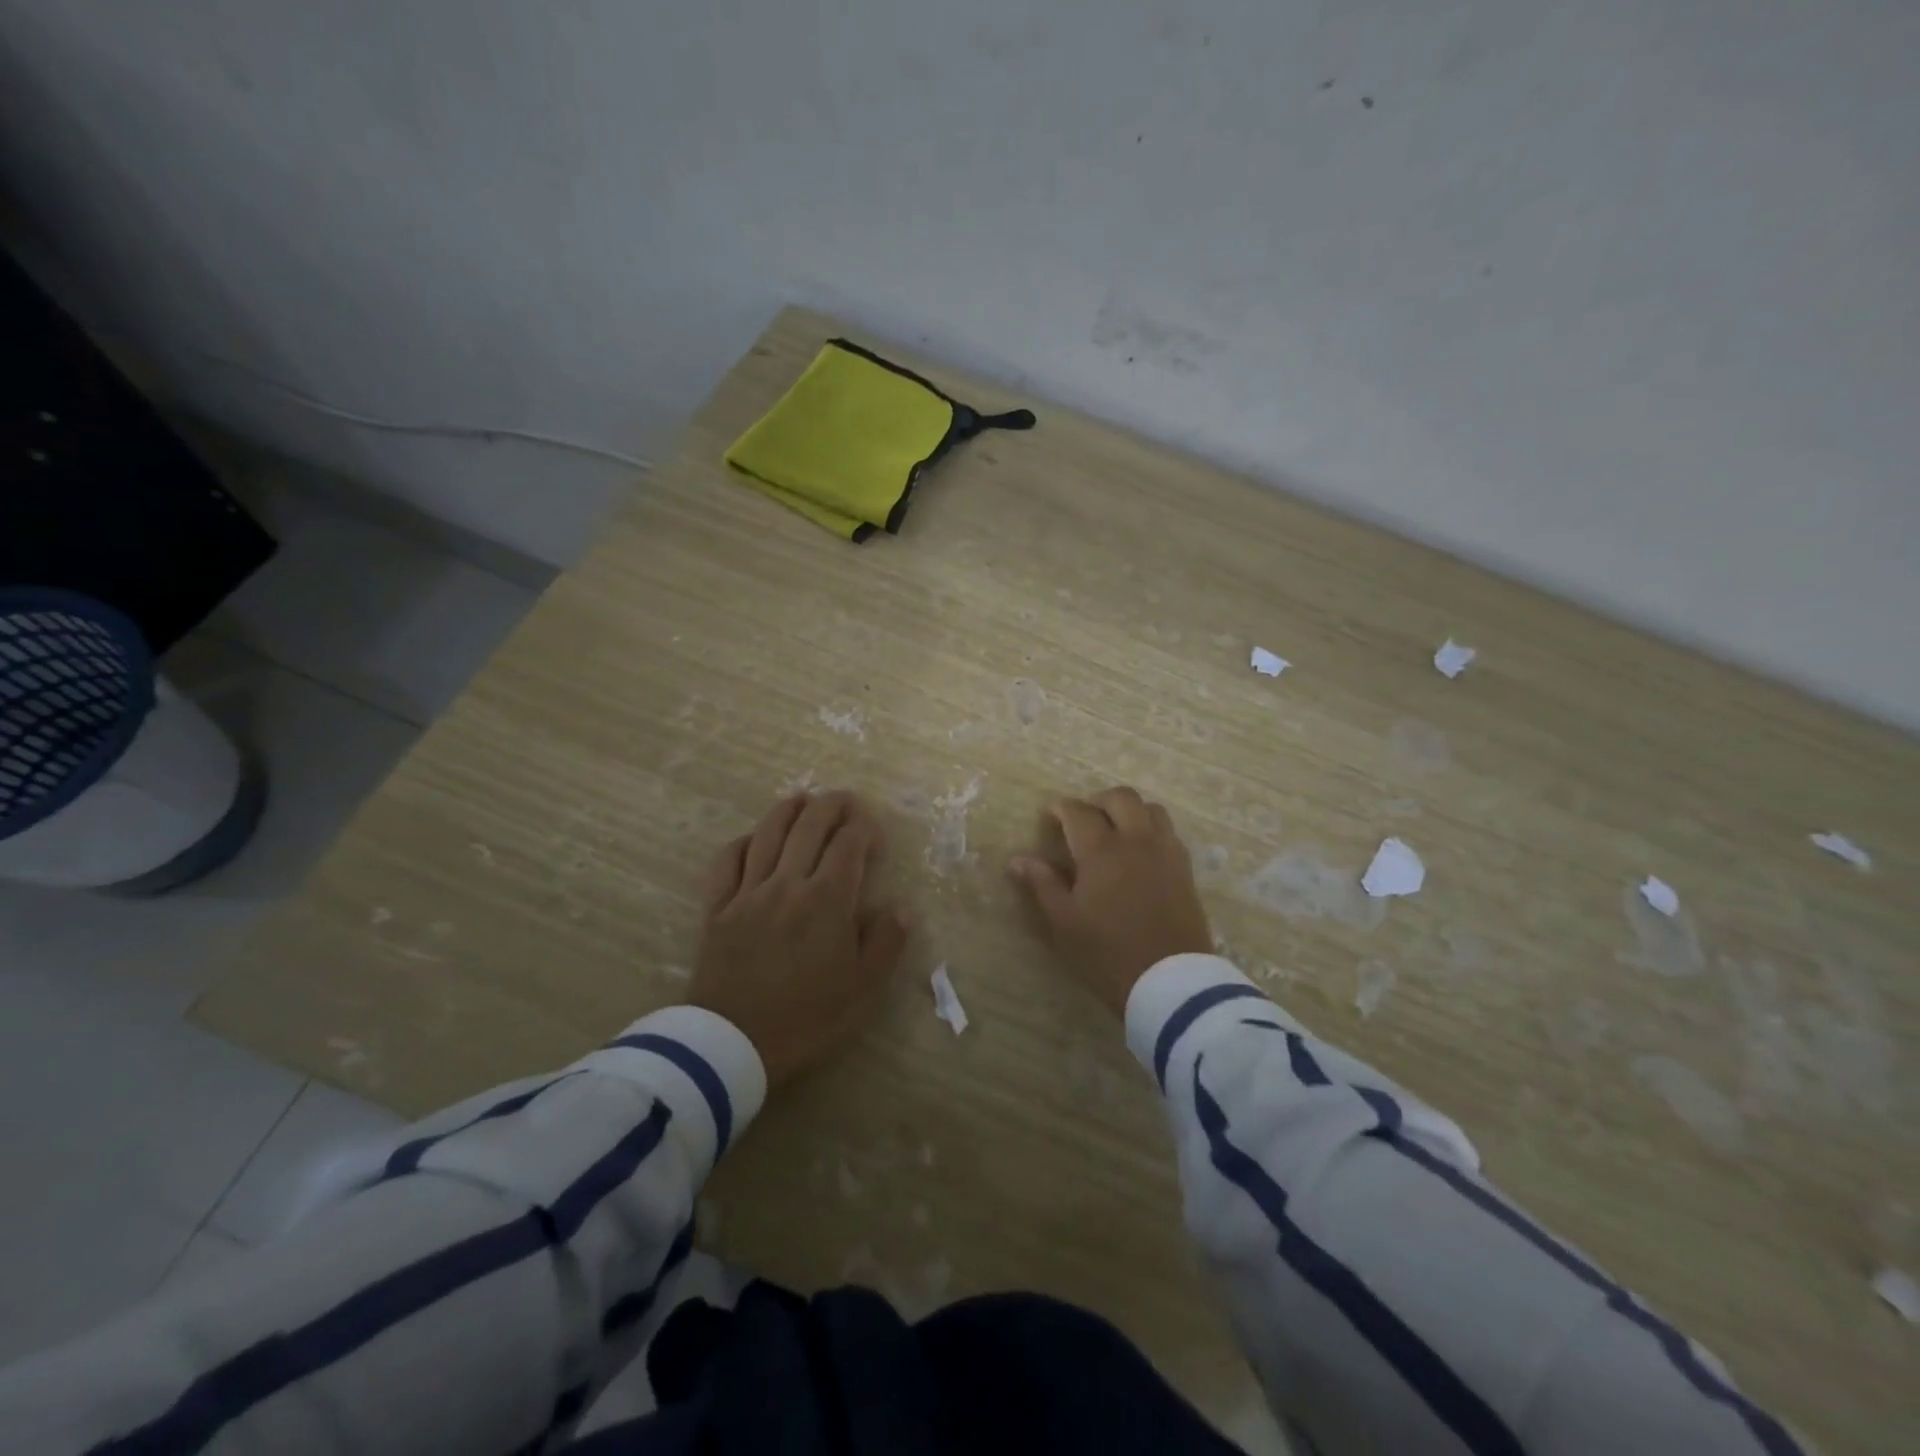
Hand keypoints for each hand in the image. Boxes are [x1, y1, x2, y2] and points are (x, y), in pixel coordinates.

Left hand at [690, 791, 909, 1088]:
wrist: (732, 1045)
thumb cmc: (807, 1018)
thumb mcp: (863, 989)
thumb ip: (886, 941)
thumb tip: (898, 906)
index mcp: (827, 899)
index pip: (849, 843)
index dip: (865, 828)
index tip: (875, 834)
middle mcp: (788, 882)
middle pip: (809, 825)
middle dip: (832, 804)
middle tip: (845, 800)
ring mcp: (748, 892)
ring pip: (768, 833)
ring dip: (788, 809)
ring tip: (802, 799)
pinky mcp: (718, 908)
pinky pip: (727, 861)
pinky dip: (742, 841)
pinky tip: (752, 839)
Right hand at [1008, 787, 1212, 1016]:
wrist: (1170, 982)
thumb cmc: (1108, 953)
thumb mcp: (1065, 922)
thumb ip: (1042, 885)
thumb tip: (1017, 860)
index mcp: (1101, 850)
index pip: (1078, 811)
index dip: (1060, 808)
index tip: (1049, 816)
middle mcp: (1136, 840)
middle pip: (1120, 798)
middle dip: (1097, 801)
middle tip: (1081, 821)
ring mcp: (1165, 851)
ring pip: (1150, 808)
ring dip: (1128, 810)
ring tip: (1114, 831)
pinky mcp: (1185, 868)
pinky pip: (1168, 831)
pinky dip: (1150, 828)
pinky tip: (1139, 851)